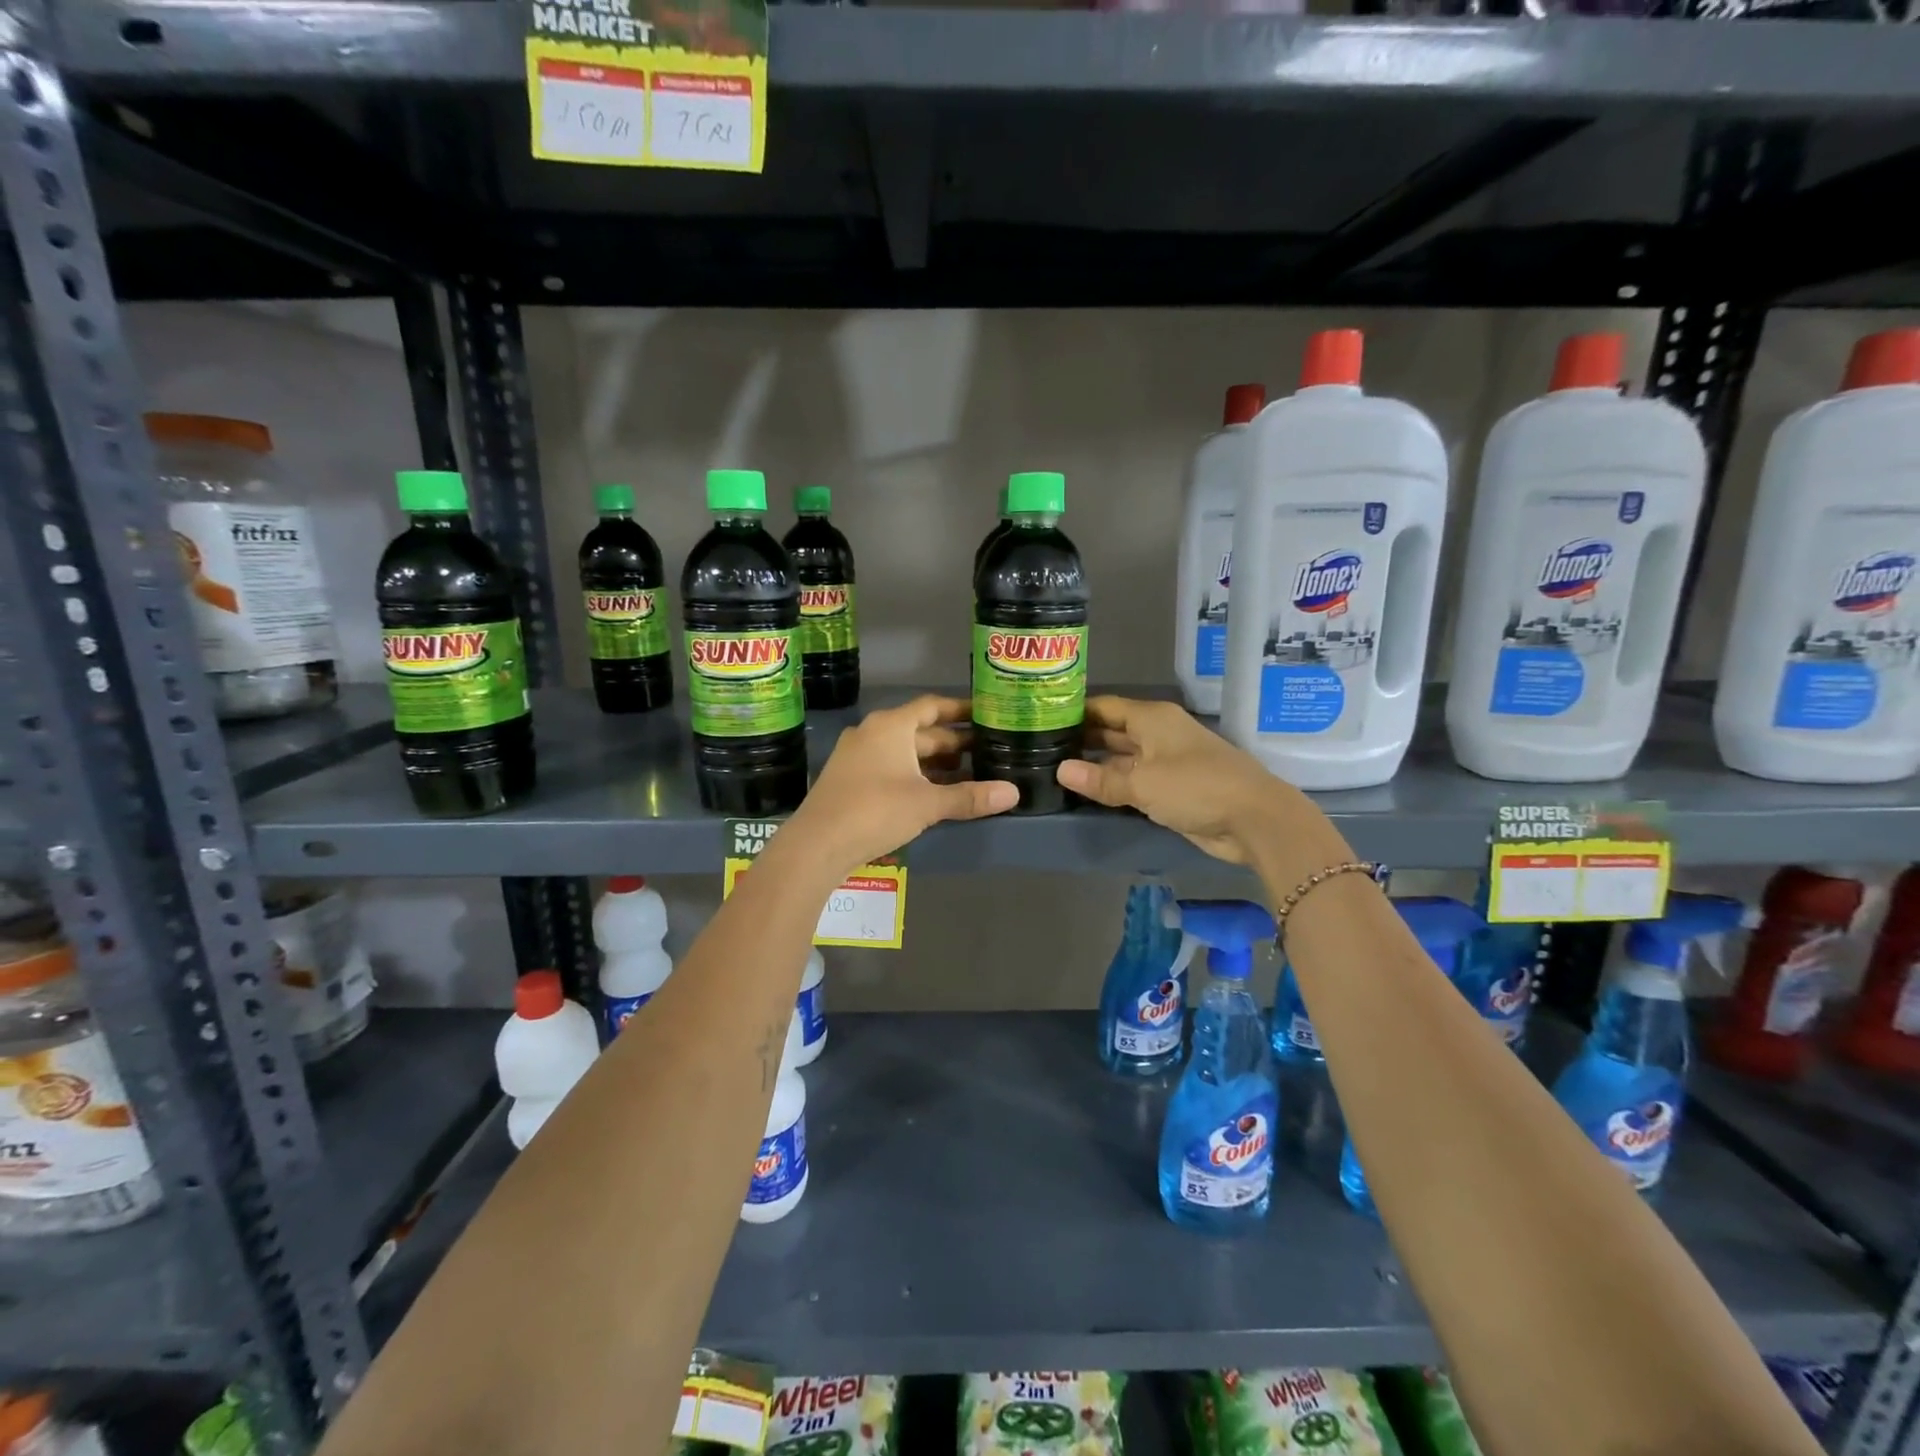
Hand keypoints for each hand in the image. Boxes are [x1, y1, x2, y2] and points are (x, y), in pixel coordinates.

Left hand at [781, 694, 1017, 874]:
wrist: (816, 844)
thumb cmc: (875, 811)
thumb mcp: (927, 803)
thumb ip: (969, 797)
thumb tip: (1013, 793)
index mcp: (891, 726)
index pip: (932, 707)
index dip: (959, 710)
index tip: (985, 714)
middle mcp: (872, 733)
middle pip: (919, 731)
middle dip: (952, 742)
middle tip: (986, 750)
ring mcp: (857, 756)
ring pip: (904, 752)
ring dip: (934, 762)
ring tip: (968, 774)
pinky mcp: (850, 780)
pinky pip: (890, 768)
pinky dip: (914, 775)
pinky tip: (933, 793)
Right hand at [1055, 695, 1305, 865]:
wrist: (1254, 819)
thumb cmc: (1196, 787)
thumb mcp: (1143, 784)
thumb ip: (1101, 779)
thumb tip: (1061, 771)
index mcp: (1151, 718)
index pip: (1104, 706)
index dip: (1075, 711)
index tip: (1042, 718)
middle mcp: (1157, 734)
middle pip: (1111, 730)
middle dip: (1081, 738)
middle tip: (1041, 747)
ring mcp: (1165, 761)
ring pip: (1121, 757)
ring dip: (1095, 764)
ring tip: (1055, 768)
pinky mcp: (1171, 788)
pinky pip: (1134, 780)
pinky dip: (1113, 784)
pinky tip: (1087, 791)